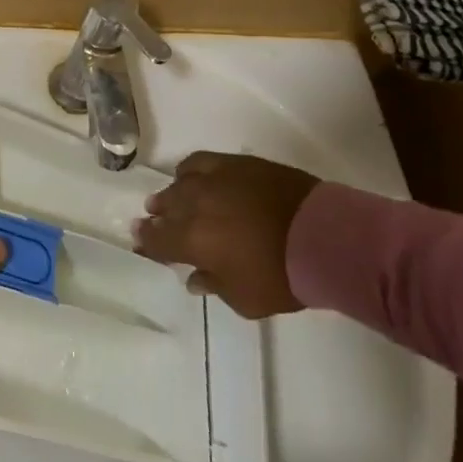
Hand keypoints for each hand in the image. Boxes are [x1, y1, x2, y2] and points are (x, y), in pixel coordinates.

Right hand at [133, 152, 317, 318]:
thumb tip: (195, 278)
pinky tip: (190, 175)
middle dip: (156, 216)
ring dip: (170, 193)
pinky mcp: (234, 163)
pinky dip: (190, 171)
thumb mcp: (245, 299)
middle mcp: (194, 204)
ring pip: (179, 183)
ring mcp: (213, 179)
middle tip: (152, 219)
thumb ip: (214, 286)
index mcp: (191, 240)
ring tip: (169, 198)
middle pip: (165, 207)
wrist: (321, 235)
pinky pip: (200, 162)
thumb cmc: (281, 276)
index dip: (147, 242)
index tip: (140, 242)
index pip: (157, 240)